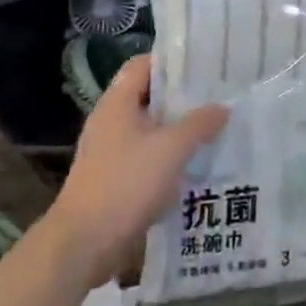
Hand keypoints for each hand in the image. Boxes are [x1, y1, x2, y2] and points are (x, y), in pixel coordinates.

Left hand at [48, 56, 228, 284]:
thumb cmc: (125, 184)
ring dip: (179, 129)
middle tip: (219, 95)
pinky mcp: (115, 179)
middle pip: (150, 96)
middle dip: (183, 97)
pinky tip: (197, 164)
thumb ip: (200, 124)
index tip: (205, 64)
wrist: (83, 245)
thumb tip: (222, 107)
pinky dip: (170, 157)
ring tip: (216, 128)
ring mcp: (111, 151)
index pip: (144, 64)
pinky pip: (148, 157)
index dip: (173, 61)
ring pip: (151, 129)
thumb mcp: (171, 149)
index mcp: (118, 103)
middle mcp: (111, 121)